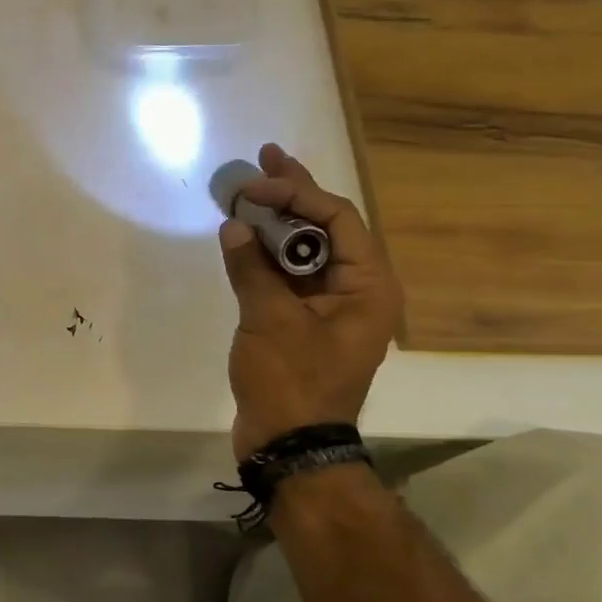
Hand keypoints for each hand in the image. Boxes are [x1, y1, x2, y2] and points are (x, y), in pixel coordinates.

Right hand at [218, 144, 402, 459]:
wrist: (288, 445)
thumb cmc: (292, 382)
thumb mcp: (270, 321)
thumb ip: (252, 268)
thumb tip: (233, 226)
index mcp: (367, 287)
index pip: (338, 219)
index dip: (297, 194)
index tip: (256, 183)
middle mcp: (355, 290)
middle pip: (325, 228)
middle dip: (293, 193)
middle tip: (265, 157)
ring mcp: (327, 307)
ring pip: (303, 251)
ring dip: (274, 222)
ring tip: (246, 190)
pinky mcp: (301, 323)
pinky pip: (286, 276)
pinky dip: (264, 255)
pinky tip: (242, 235)